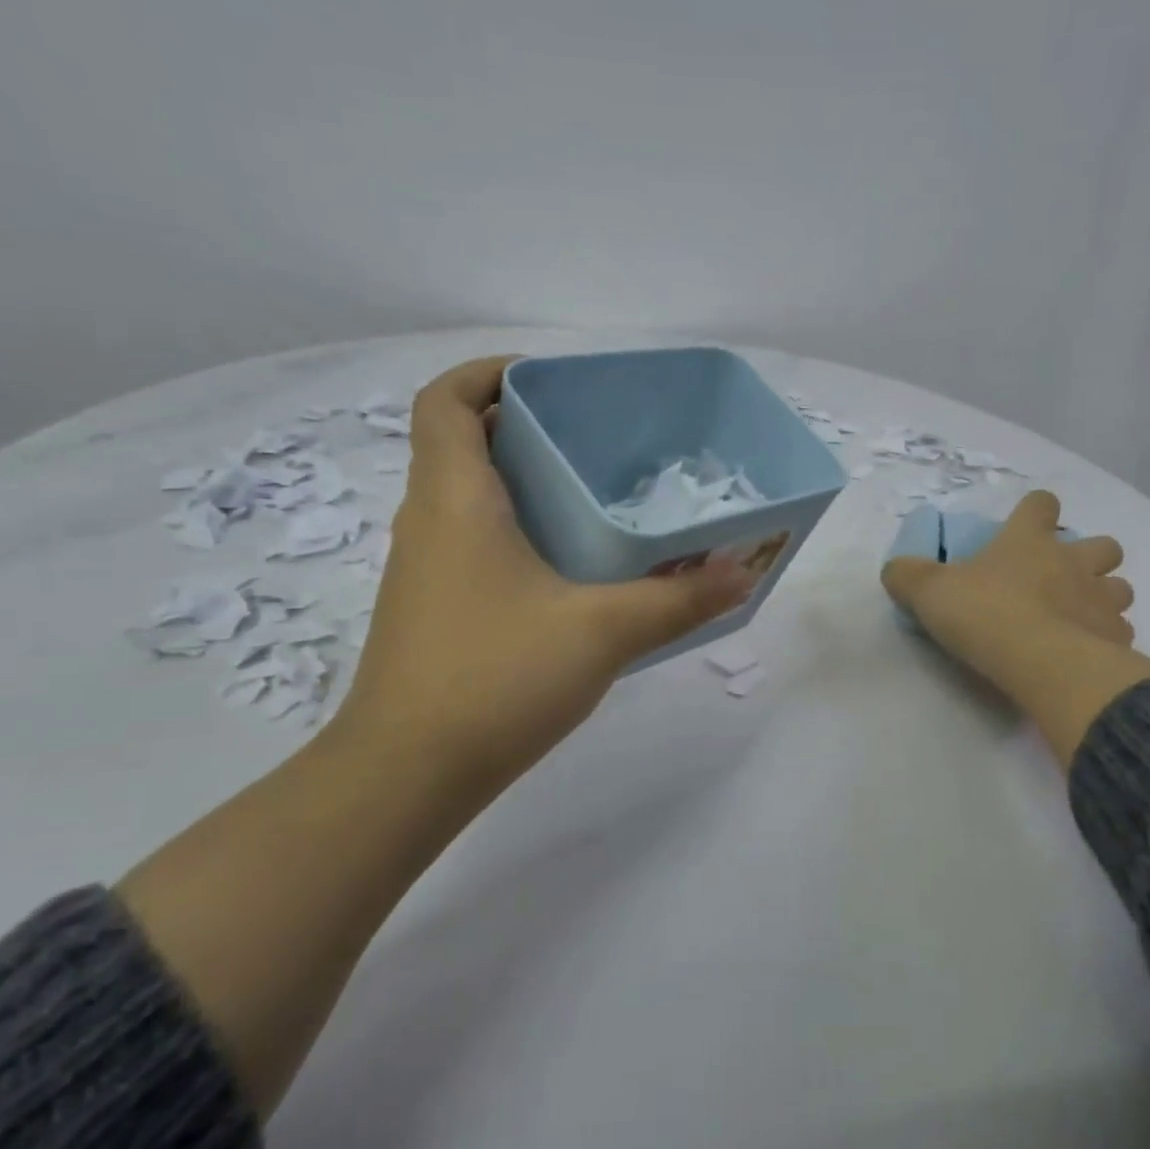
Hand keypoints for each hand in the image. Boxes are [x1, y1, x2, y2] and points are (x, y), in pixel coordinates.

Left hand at [326, 357, 754, 805]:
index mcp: (455, 500)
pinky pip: (471, 539)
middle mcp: (429, 521)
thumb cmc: (495, 678)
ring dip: (519, 478)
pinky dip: (513, 527)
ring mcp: (425, 568)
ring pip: (466, 495)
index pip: (445, 401)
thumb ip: (679, 599)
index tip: (549, 379)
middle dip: (522, 423)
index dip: (486, 372)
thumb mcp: (603, 631)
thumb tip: (743, 571)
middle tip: (594, 435)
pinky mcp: (433, 608)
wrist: (406, 775)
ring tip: (592, 491)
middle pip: (461, 442)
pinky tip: (569, 565)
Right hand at [881, 491, 1149, 768]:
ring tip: (1079, 618)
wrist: (1041, 663)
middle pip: (1103, 545)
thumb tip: (894, 569)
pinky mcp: (1117, 639)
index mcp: (1029, 541)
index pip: (1041, 505)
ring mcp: (1102, 600)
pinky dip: (1107, 639)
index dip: (1035, 511)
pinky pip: (1120, 632)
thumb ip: (908, 576)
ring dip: (1104, 597)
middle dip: (1089, 557)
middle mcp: (1074, 562)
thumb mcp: (929, 592)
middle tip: (1062, 579)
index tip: (1026, 525)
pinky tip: (1087, 654)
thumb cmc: (985, 614)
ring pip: (1121, 587)